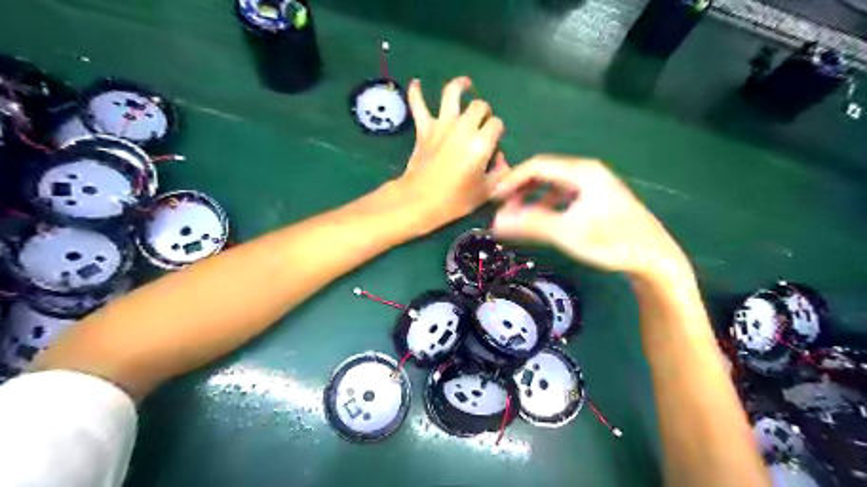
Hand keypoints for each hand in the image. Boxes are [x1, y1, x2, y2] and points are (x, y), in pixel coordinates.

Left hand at [396, 75, 509, 231]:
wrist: (420, 201)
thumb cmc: (456, 200)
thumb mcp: (486, 191)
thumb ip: (500, 172)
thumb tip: (500, 158)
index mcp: (481, 142)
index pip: (496, 124)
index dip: (497, 131)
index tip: (493, 142)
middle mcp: (463, 127)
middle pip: (479, 106)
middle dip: (484, 112)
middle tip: (482, 123)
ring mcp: (442, 125)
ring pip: (452, 94)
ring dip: (460, 85)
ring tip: (466, 84)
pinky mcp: (424, 129)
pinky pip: (418, 105)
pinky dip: (416, 93)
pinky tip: (416, 83)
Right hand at [493, 154, 692, 279]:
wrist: (654, 258)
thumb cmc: (611, 242)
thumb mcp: (567, 233)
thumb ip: (530, 225)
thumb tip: (496, 223)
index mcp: (582, 172)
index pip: (536, 167)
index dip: (511, 180)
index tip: (492, 198)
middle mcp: (587, 172)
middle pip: (544, 173)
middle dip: (520, 190)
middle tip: (502, 209)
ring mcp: (594, 185)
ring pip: (553, 185)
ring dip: (532, 198)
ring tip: (517, 216)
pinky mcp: (597, 199)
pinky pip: (563, 196)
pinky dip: (547, 205)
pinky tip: (541, 219)